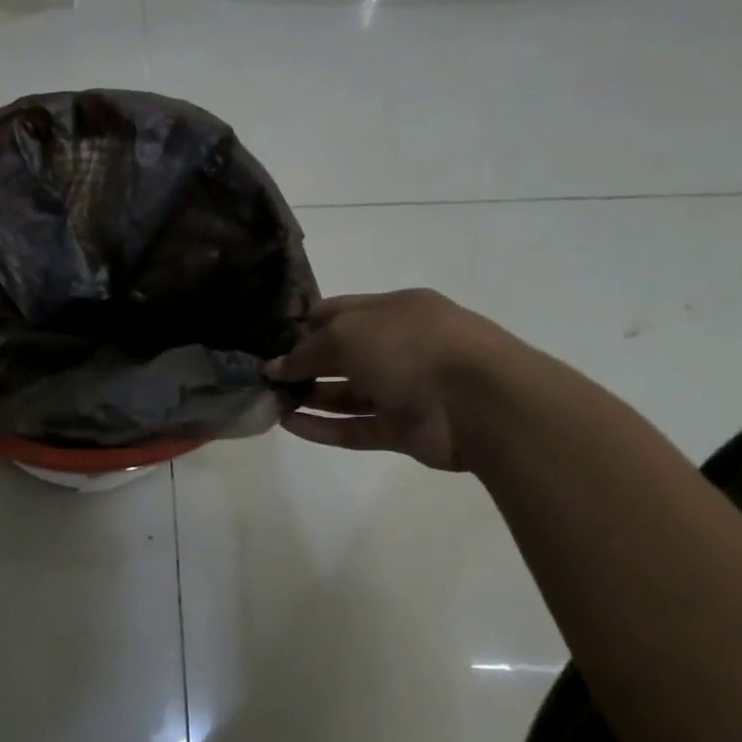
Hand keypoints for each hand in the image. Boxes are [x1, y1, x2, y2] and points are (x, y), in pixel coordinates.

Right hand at [265, 290, 516, 470]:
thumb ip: (305, 352)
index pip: (340, 312)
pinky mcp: (402, 430)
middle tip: (263, 376)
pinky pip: (354, 428)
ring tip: (269, 402)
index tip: (269, 339)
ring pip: (347, 394)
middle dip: (303, 364)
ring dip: (309, 398)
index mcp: (394, 311)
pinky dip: (323, 428)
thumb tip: (275, 368)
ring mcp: (403, 390)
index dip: (304, 324)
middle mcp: (399, 347)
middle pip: (341, 355)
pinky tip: (287, 425)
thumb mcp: (346, 335)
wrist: (478, 401)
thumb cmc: (410, 347)